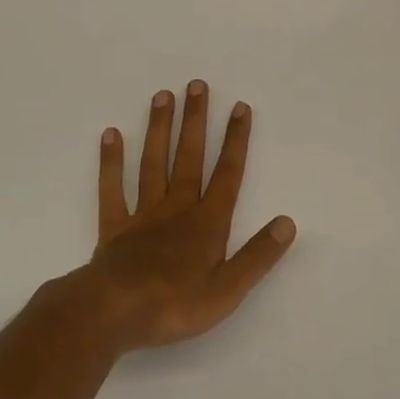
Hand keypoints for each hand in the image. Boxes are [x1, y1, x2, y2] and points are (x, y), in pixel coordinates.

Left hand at [75, 81, 296, 352]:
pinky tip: (111, 135)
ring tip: (162, 95)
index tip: (240, 107)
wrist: (114, 313)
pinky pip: (112, 189)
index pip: (227, 174)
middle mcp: (177, 209)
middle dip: (195, 121)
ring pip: (153, 163)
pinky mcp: (114, 228)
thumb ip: (258, 254)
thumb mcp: (228, 288)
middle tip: (196, 84)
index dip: (236, 140)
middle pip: (189, 157)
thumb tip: (288, 222)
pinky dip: (111, 162)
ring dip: (159, 129)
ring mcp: (143, 215)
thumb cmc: (175, 304)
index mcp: (207, 223)